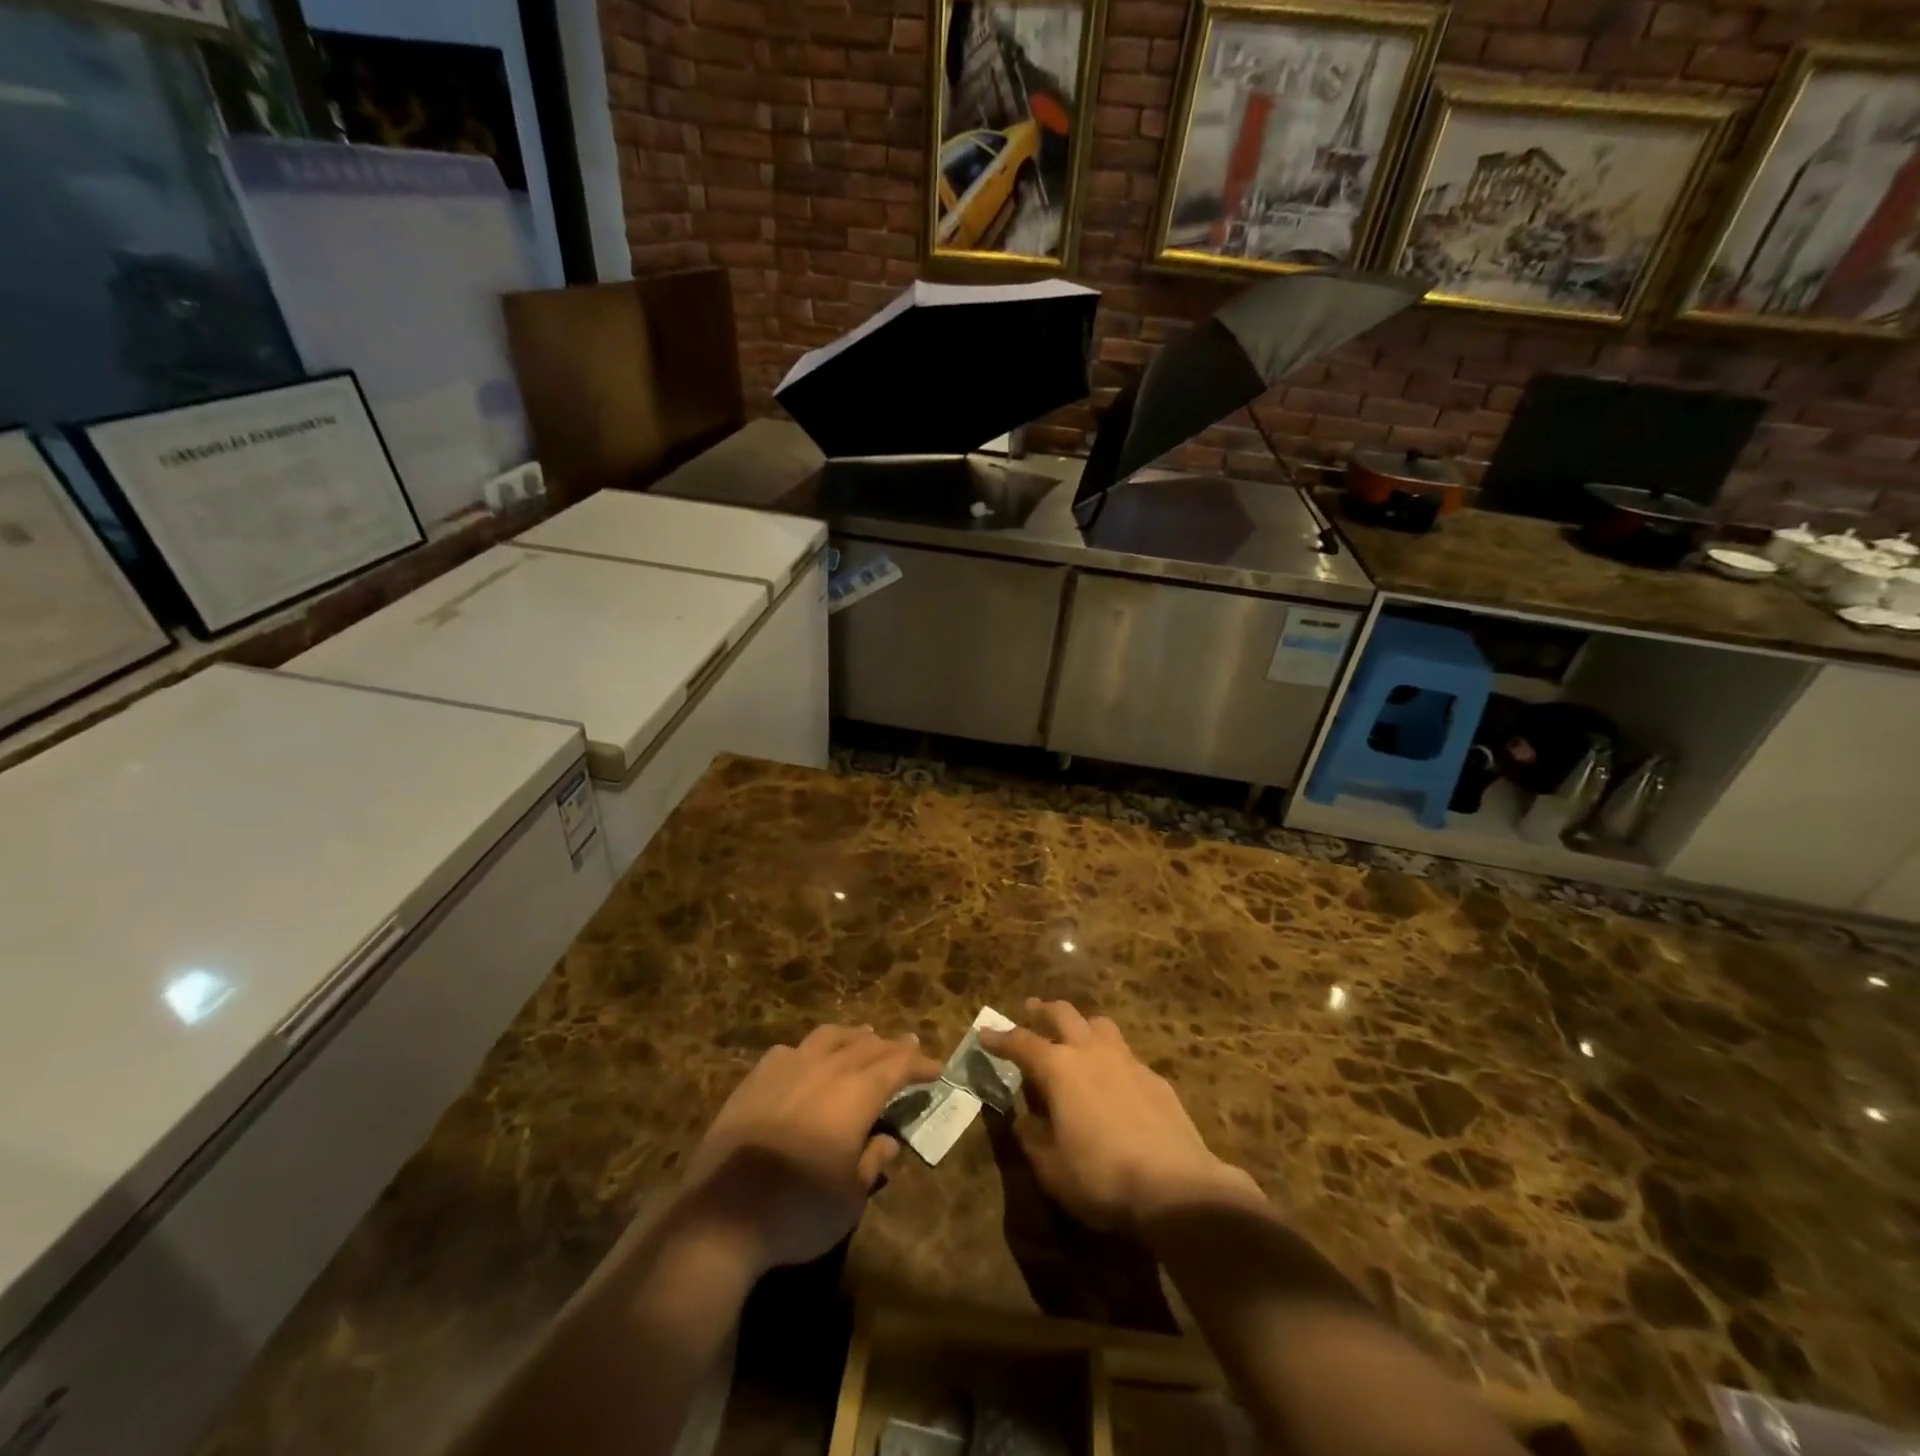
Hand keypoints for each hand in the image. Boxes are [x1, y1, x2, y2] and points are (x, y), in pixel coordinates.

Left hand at [679, 1025, 941, 1276]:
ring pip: (828, 1037)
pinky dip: (809, 1050)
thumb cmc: (799, 1210)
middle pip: (867, 1046)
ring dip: (853, 1036)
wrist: (722, 1214)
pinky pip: (790, 1051)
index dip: (919, 1064)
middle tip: (909, 1044)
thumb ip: (873, 1161)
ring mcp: (787, 1068)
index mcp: (856, 1093)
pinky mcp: (754, 1079)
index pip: (898, 1066)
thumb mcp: (851, 1198)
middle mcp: (826, 1068)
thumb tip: (887, 1141)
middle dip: (892, 1046)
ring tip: (865, 1036)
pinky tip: (807, 1059)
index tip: (937, 1067)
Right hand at [981, 999, 1262, 1232]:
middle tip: (1031, 1009)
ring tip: (1075, 1035)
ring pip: (1100, 1025)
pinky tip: (1113, 1080)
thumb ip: (1033, 1138)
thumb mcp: (1051, 1168)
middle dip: (1044, 1010)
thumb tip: (1025, 1120)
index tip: (985, 1032)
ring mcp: (1127, 1061)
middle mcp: (1091, 1052)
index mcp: (1058, 1068)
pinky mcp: (1155, 1079)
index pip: (1021, 1043)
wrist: (1176, 1186)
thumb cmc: (1101, 1177)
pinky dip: (1111, 1058)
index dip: (1000, 1038)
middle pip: (1064, 1014)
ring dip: (1082, 1025)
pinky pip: (1126, 1056)